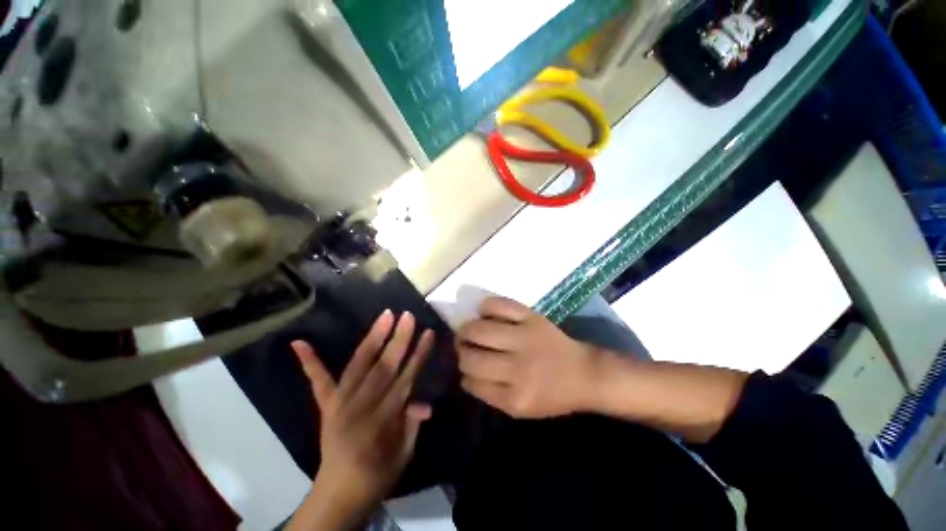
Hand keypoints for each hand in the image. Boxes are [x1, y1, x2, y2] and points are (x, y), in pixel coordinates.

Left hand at [290, 311, 433, 528]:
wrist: (338, 493)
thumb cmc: (377, 474)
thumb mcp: (403, 455)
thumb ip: (412, 425)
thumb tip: (425, 404)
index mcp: (383, 422)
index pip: (406, 379)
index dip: (419, 355)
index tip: (428, 333)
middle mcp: (360, 408)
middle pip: (383, 368)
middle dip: (398, 340)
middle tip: (407, 316)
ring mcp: (339, 405)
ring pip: (359, 366)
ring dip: (373, 338)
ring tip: (385, 316)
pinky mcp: (326, 406)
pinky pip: (319, 382)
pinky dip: (309, 362)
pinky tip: (298, 343)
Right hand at [456, 297, 600, 418]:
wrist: (584, 373)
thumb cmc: (552, 395)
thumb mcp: (521, 410)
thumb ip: (490, 394)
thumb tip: (465, 374)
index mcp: (515, 397)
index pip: (472, 381)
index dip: (464, 374)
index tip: (466, 369)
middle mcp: (518, 368)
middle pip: (471, 357)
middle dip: (461, 351)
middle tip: (464, 347)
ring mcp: (525, 338)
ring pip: (478, 330)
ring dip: (466, 330)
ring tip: (469, 331)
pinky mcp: (532, 317)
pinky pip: (498, 305)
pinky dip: (485, 307)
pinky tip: (484, 313)